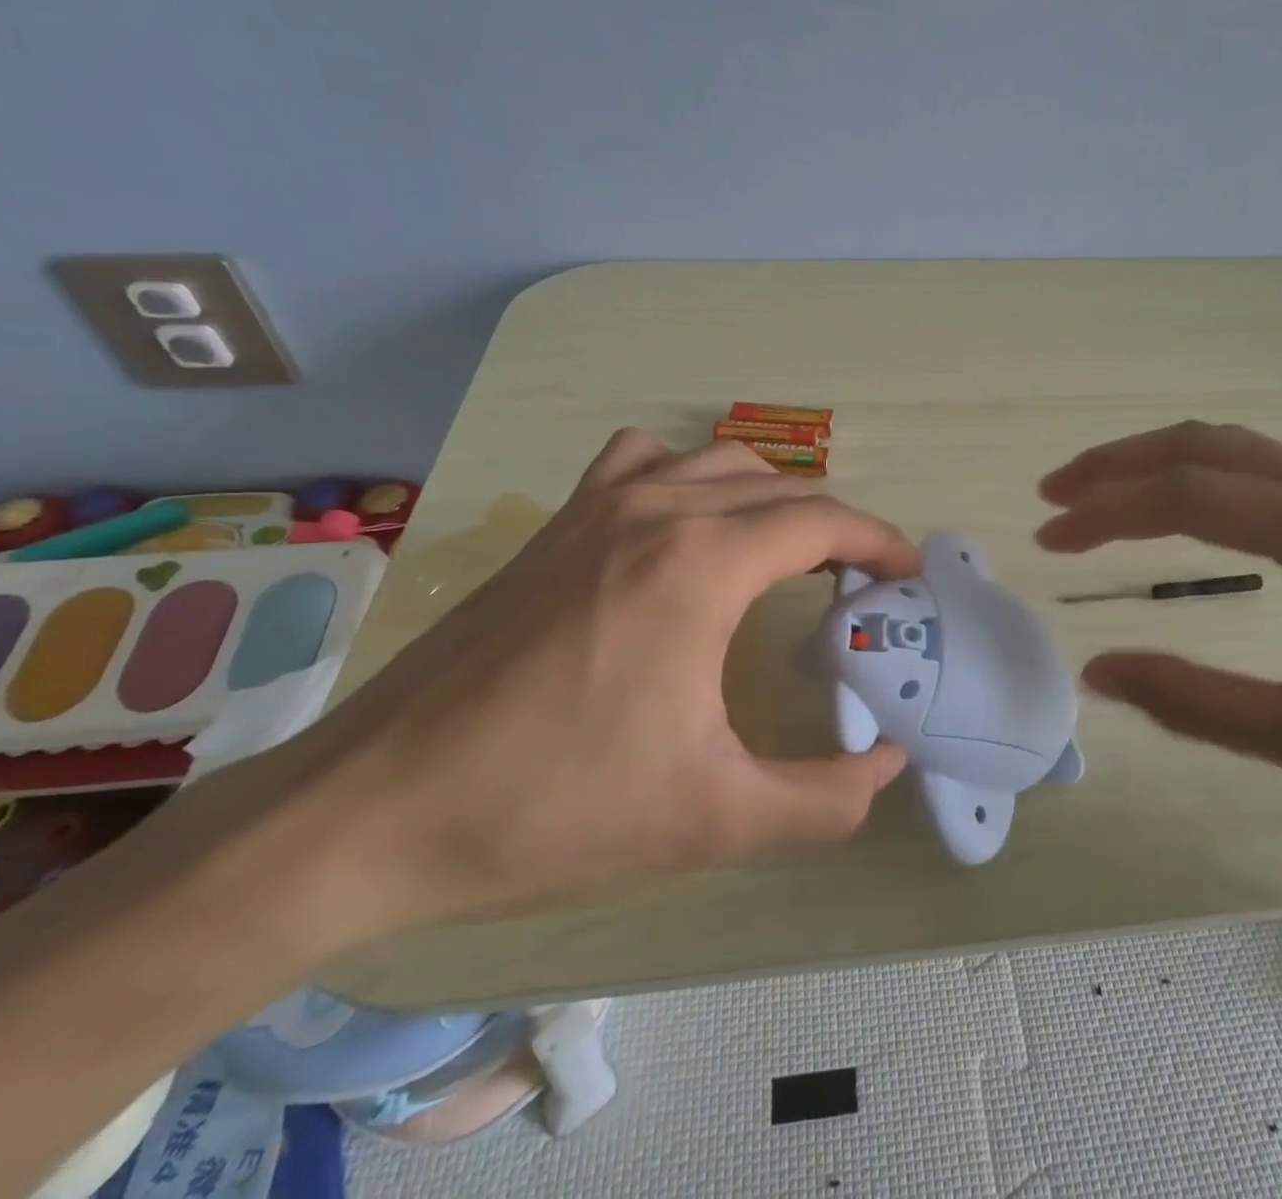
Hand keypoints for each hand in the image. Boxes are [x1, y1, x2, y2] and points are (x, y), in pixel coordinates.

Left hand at [253, 429, 917, 937]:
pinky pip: (641, 462)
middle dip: (835, 527)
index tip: (906, 577)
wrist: (375, 808)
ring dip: (769, 495)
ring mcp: (596, 507)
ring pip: (715, 462)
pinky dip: (686, 475)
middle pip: (779, 488)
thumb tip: (886, 767)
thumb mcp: (714, 819)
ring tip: (786, 551)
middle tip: (858, 585)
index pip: (821, 520)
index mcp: (700, 566)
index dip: (878, 543)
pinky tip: (682, 523)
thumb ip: (824, 799)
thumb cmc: (553, 809)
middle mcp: (655, 512)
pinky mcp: (554, 525)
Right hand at [1036, 421, 1281, 836]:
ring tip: (1095, 494)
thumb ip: (1197, 704)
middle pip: (1203, 447)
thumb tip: (1099, 673)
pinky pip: (1266, 464)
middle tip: (1054, 495)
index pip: (1191, 497)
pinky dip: (1200, 473)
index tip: (1051, 535)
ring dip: (1155, 462)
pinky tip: (1177, 503)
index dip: (1107, 512)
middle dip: (1116, 466)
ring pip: (1235, 446)